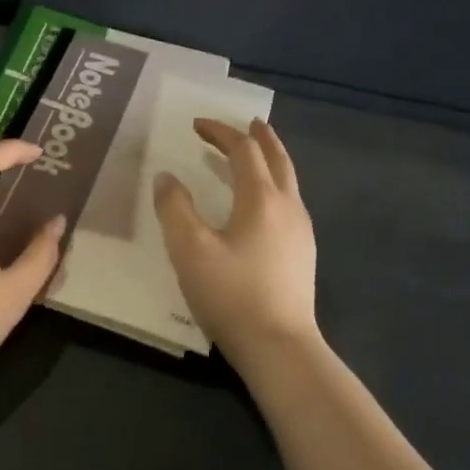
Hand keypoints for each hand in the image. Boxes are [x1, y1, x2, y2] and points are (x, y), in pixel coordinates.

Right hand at [154, 118, 319, 365]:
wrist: (279, 346)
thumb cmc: (230, 294)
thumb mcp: (189, 250)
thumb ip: (174, 209)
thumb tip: (166, 177)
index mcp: (261, 199)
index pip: (243, 150)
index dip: (220, 132)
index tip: (197, 125)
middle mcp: (288, 206)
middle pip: (277, 158)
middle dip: (260, 137)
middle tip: (247, 123)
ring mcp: (301, 231)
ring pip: (288, 181)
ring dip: (271, 160)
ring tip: (255, 156)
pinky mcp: (303, 254)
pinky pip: (289, 203)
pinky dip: (274, 185)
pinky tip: (263, 204)